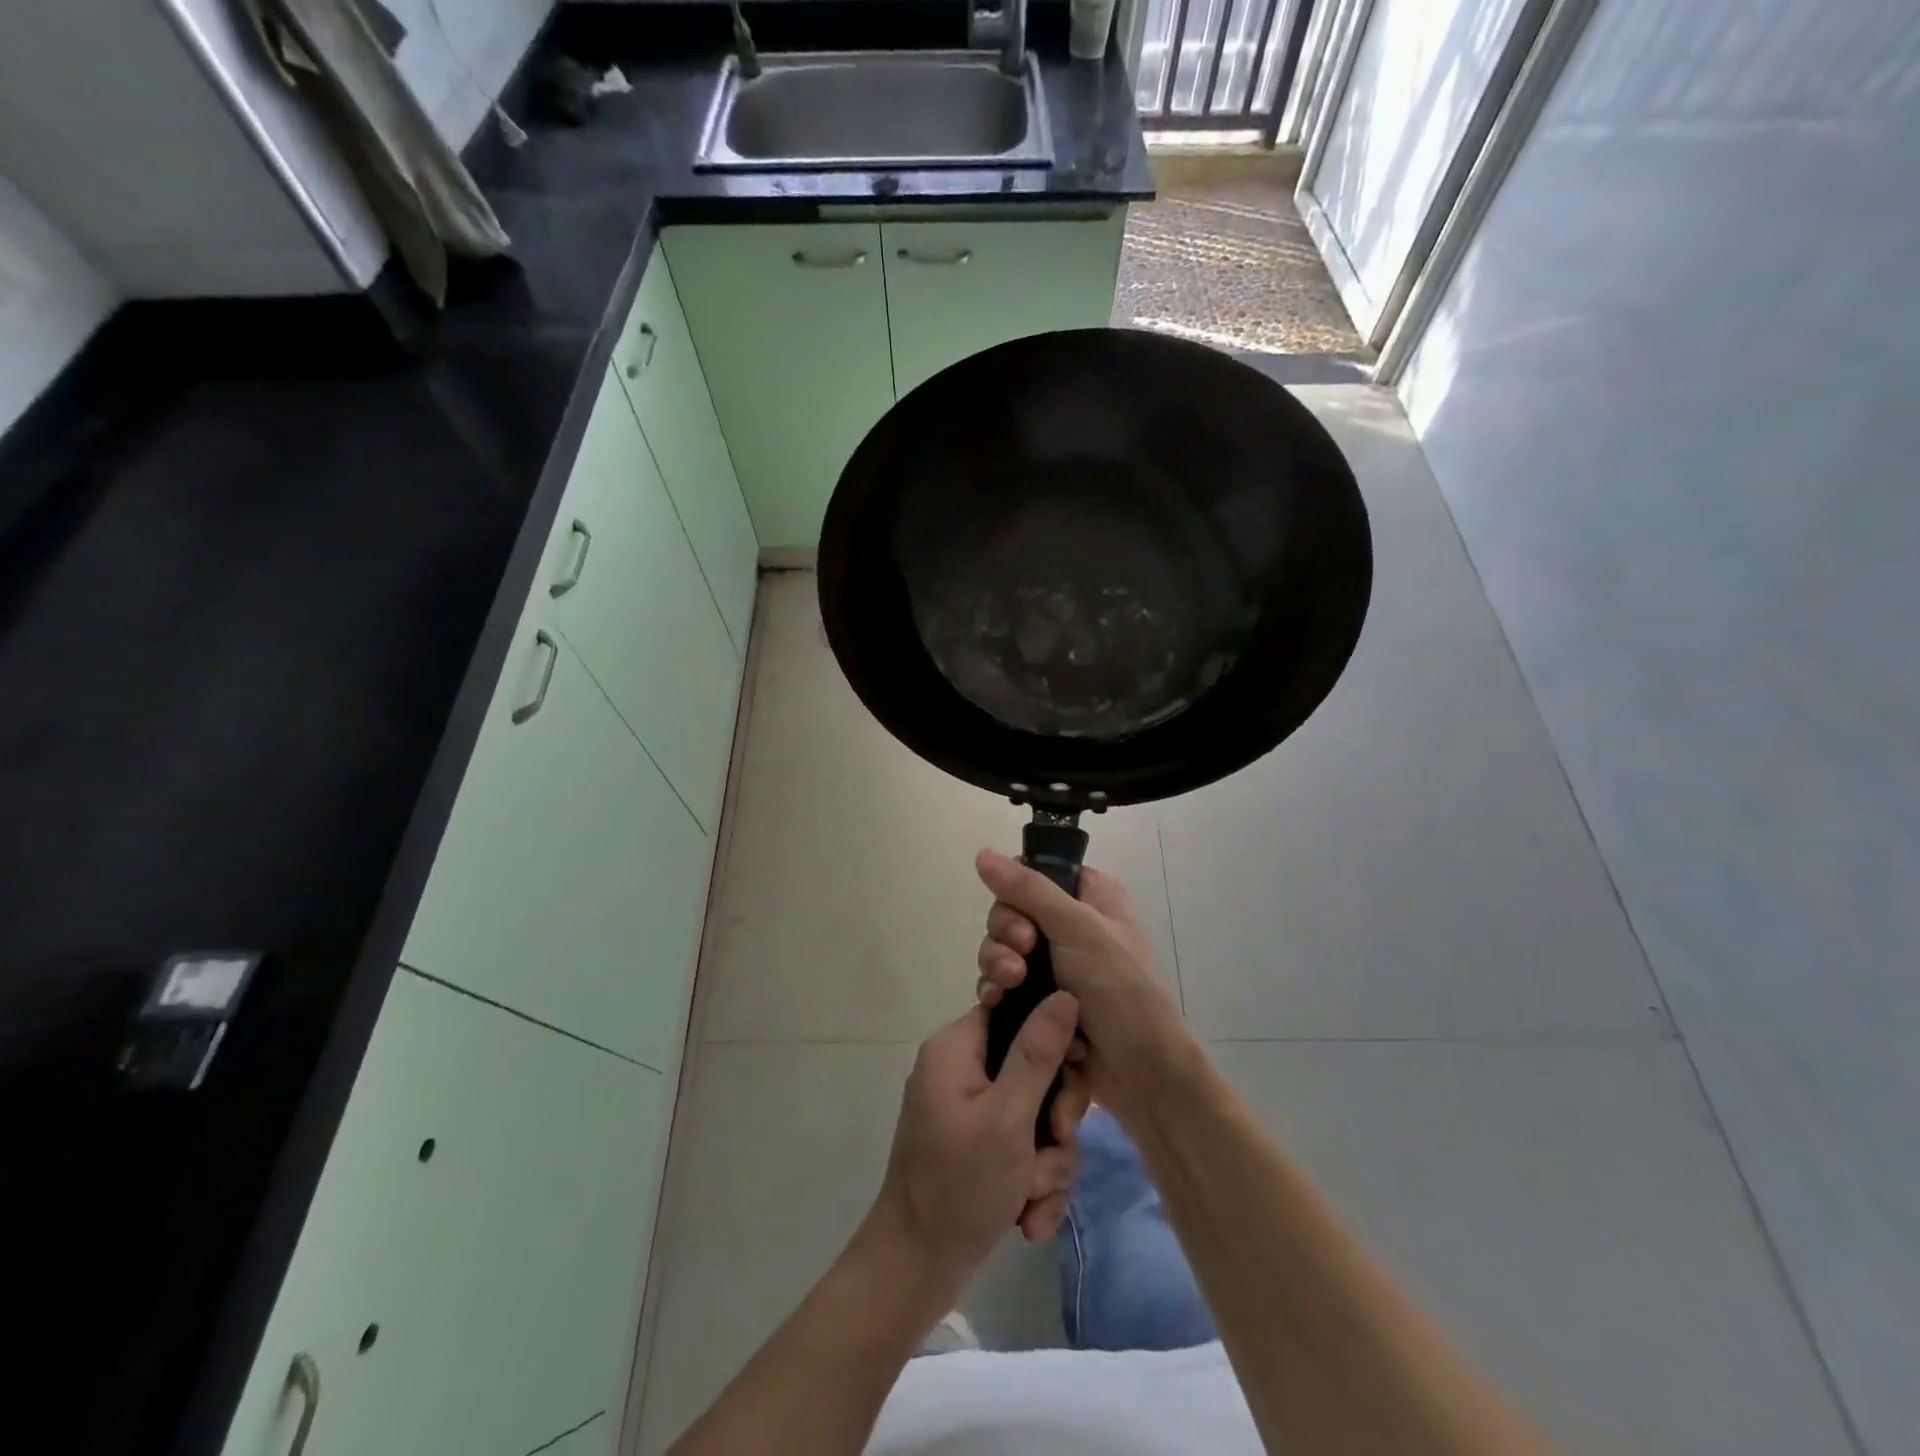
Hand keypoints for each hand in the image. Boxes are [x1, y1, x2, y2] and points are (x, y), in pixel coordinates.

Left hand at [868, 993, 1089, 1307]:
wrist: (915, 1272)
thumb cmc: (959, 1185)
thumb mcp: (1008, 1116)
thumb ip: (1039, 1053)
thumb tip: (1064, 994)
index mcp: (957, 1048)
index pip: (1017, 1011)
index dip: (1053, 1036)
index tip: (1076, 1066)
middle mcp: (963, 1072)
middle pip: (1035, 1068)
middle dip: (1054, 1118)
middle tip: (1055, 1141)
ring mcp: (972, 1113)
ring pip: (1038, 1116)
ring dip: (1047, 1162)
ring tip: (1030, 1196)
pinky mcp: (981, 1149)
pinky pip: (1026, 1150)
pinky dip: (1034, 1183)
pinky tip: (1026, 1219)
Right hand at [975, 850, 1196, 1129]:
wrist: (1142, 1072)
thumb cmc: (1119, 989)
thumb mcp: (1077, 928)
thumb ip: (1028, 889)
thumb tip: (982, 853)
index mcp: (1090, 896)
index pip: (1033, 875)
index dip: (1016, 895)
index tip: (1022, 921)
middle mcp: (1071, 924)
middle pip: (1011, 913)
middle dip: (1005, 937)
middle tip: (1020, 962)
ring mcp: (1056, 964)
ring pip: (1003, 949)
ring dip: (999, 966)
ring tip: (1009, 987)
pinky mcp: (1042, 999)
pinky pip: (1004, 984)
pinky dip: (998, 991)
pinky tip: (997, 1004)